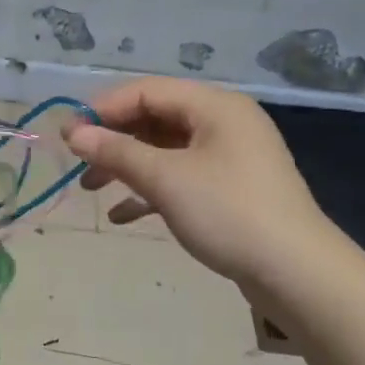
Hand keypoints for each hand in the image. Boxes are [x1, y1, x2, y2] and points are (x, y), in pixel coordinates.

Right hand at [64, 77, 334, 286]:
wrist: (296, 273)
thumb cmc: (227, 213)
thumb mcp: (165, 179)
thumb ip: (117, 152)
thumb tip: (74, 134)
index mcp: (214, 106)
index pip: (147, 91)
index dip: (103, 109)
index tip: (68, 134)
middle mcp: (224, 122)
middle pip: (156, 118)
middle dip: (114, 139)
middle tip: (77, 162)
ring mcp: (230, 157)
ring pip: (166, 149)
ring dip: (127, 165)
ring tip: (91, 188)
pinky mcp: (231, 189)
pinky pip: (182, 177)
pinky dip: (151, 190)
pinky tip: (122, 214)